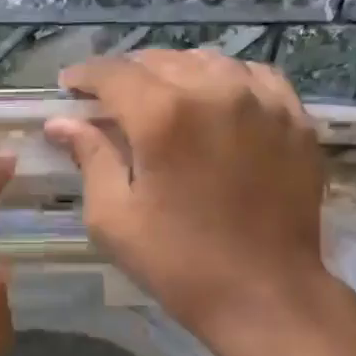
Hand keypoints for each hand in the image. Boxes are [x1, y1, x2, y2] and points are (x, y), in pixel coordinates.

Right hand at [46, 50, 332, 344]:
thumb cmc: (179, 262)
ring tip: (164, 98)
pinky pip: (253, 75)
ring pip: (206, 61)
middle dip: (127, 76)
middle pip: (158, 60)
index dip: (85, 75)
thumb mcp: (115, 218)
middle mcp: (213, 91)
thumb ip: (89, 158)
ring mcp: (261, 100)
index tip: (70, 85)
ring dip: (175, 73)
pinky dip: (226, 80)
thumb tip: (61, 122)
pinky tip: (217, 101)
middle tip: (113, 102)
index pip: (112, 73)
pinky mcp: (294, 117)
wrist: (267, 294)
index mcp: (162, 115)